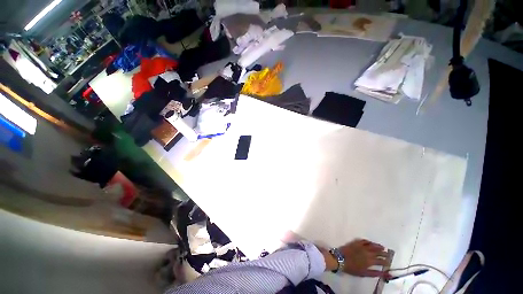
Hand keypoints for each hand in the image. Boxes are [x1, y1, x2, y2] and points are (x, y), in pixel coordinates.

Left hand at [339, 239, 389, 277]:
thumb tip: (389, 274)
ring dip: (378, 246)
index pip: (381, 261)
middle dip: (384, 253)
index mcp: (370, 260)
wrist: (340, 259)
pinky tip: (370, 242)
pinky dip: (369, 241)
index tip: (389, 262)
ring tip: (382, 247)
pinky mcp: (355, 242)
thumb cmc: (352, 268)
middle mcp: (367, 252)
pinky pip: (364, 240)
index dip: (386, 261)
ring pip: (372, 245)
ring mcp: (361, 246)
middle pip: (378, 252)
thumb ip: (377, 273)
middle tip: (388, 254)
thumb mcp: (366, 273)